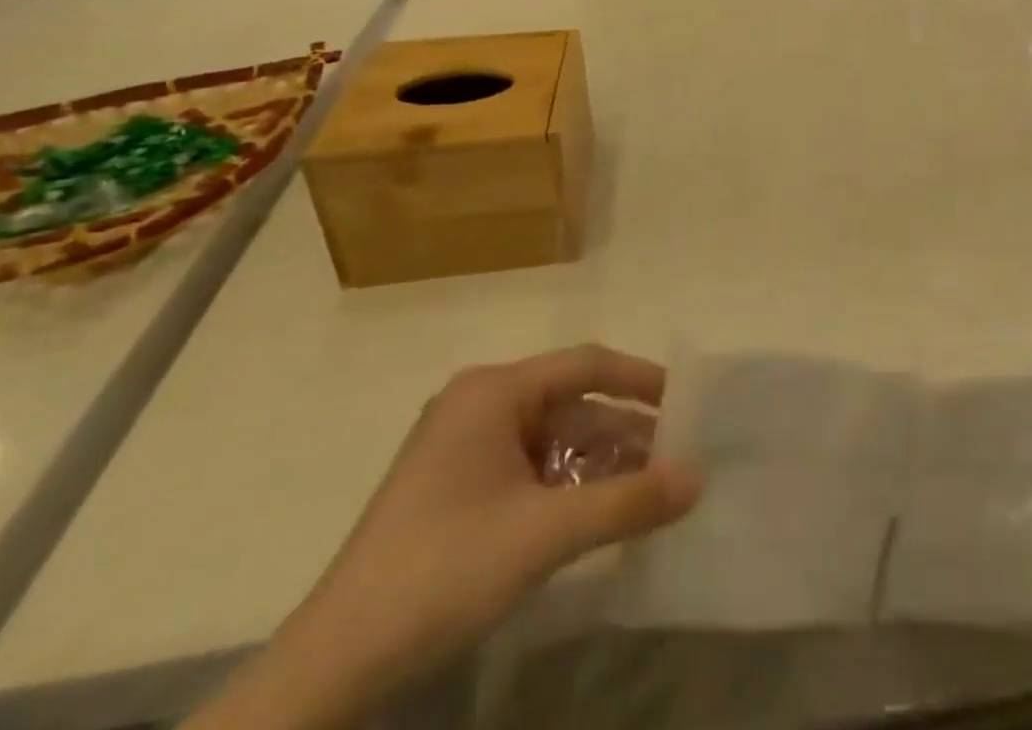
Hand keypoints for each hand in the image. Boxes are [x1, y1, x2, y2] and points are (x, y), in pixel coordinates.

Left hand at [200, 346, 699, 729]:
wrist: (333, 668)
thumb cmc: (444, 571)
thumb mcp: (546, 533)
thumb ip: (628, 501)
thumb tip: (698, 478)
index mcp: (493, 391)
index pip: (586, 364)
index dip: (641, 379)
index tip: (687, 403)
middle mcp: (479, 404)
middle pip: (571, 403)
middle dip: (624, 431)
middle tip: (677, 457)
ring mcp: (464, 447)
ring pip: (553, 439)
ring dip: (600, 463)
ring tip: (651, 489)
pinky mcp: (457, 488)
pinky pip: (530, 469)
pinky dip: (568, 486)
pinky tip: (600, 513)